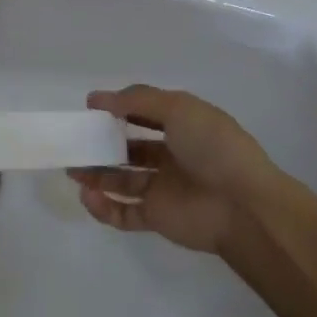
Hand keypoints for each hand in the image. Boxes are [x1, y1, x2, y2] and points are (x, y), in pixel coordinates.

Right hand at [69, 86, 279, 253]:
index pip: (145, 112)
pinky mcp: (158, 217)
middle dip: (103, 143)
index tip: (90, 107)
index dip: (119, 108)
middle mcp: (173, 155)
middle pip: (130, 147)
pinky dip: (103, 207)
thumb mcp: (178, 108)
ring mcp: (164, 188)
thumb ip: (138, 100)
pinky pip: (124, 212)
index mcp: (183, 126)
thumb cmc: (213, 147)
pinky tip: (88, 195)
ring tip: (73, 168)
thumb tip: (100, 99)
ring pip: (122, 180)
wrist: (243, 206)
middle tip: (77, 140)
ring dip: (96, 174)